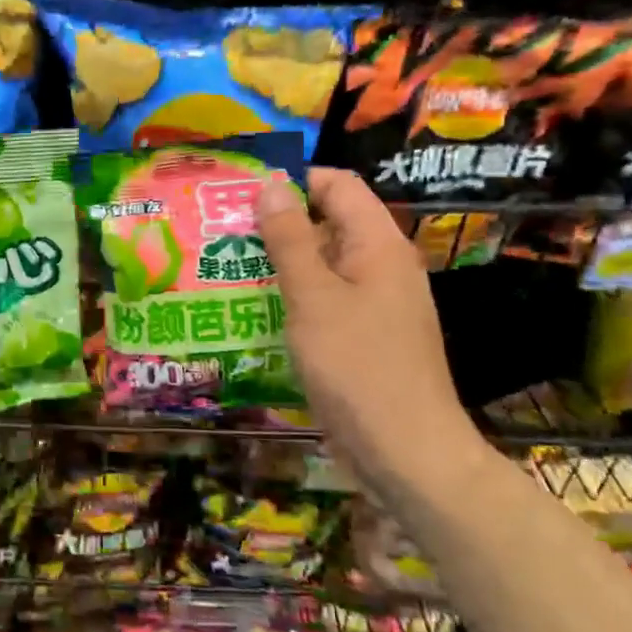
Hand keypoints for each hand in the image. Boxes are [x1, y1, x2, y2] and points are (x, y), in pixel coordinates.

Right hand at [255, 167, 479, 482]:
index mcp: (378, 245)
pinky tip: (255, 306)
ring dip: (281, 260)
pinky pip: (326, 297)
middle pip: (330, 221)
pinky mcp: (365, 335)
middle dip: (279, 221)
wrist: (406, 452)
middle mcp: (382, 265)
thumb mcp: (313, 297)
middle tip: (224, 229)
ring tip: (228, 263)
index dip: (295, 179)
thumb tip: (272, 185)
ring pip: (324, 262)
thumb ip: (290, 239)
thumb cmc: (358, 366)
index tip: (245, 191)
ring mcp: (376, 302)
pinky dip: (293, 294)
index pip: (339, 185)